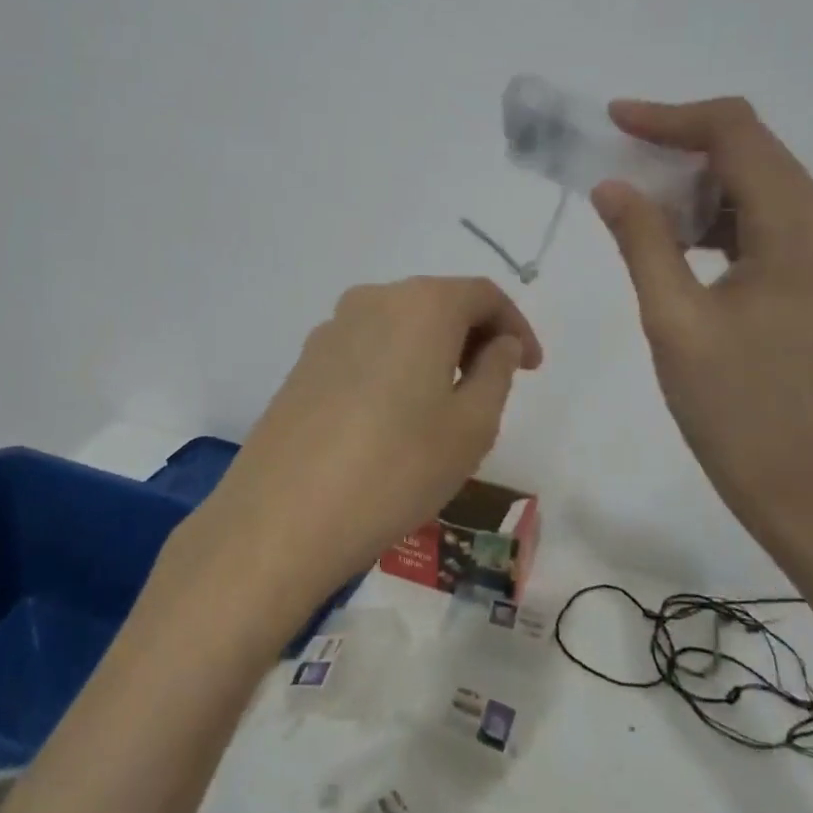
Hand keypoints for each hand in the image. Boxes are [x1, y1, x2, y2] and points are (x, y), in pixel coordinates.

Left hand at [176, 277, 542, 616]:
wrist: (282, 517)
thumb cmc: (396, 468)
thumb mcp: (471, 426)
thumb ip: (496, 372)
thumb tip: (498, 343)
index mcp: (421, 305)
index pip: (483, 294)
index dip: (515, 326)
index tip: (531, 367)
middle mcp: (372, 301)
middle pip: (438, 303)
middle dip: (474, 337)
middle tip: (495, 386)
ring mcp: (330, 330)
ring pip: (400, 326)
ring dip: (433, 353)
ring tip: (446, 406)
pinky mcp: (303, 364)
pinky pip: (366, 350)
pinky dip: (395, 367)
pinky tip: (395, 417)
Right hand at [592, 98, 812, 546]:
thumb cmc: (740, 414)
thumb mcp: (675, 323)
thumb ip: (643, 242)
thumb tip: (613, 185)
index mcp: (801, 232)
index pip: (738, 136)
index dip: (672, 118)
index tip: (614, 121)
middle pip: (755, 154)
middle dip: (682, 148)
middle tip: (617, 164)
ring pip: (762, 190)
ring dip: (699, 187)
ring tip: (639, 206)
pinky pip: (770, 228)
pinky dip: (721, 222)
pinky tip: (679, 245)